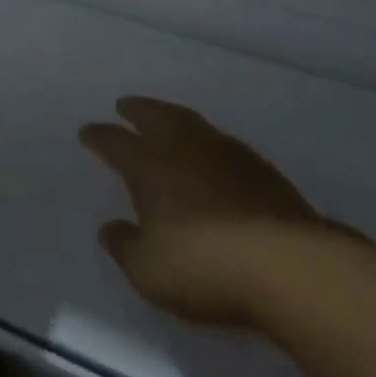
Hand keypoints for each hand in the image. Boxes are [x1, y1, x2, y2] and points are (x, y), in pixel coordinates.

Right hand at [80, 97, 329, 327]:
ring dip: (172, 115)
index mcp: (150, 167)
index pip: (116, 143)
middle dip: (137, 109)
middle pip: (155, 116)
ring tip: (165, 117)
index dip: (99, 137)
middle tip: (125, 104)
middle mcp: (183, 148)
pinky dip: (206, 139)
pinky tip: (211, 151)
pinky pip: (221, 140)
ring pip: (190, 121)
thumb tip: (109, 227)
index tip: (87, 132)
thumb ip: (125, 247)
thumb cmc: (205, 267)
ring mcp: (224, 153)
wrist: (287, 264)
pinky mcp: (260, 168)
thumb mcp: (150, 272)